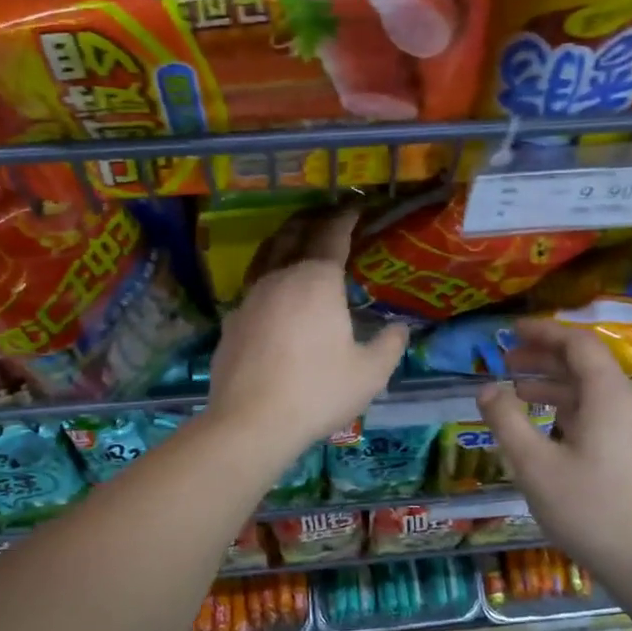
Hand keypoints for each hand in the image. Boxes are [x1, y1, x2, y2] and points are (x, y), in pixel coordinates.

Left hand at [206, 210, 408, 458]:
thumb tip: (399, 328)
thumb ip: (389, 345)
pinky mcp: (232, 321)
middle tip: (328, 217)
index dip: (346, 218)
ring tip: (298, 240)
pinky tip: (274, 291)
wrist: (250, 423)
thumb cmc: (317, 392)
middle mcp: (280, 278)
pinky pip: (253, 285)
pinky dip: (268, 274)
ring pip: (268, 255)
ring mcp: (250, 298)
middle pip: (294, 235)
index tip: (356, 208)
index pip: (332, 235)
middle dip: (313, 220)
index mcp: (316, 281)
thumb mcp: (370, 373)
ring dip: (285, 241)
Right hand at [478, 320, 631, 591]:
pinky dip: (570, 409)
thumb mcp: (535, 466)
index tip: (510, 331)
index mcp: (609, 396)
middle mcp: (629, 404)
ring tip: (517, 392)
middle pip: (586, 365)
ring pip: (593, 392)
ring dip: (555, 385)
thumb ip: (506, 421)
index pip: (578, 344)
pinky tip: (547, 428)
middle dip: (544, 358)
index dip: (544, 332)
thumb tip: (486, 388)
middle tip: (505, 361)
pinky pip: (601, 414)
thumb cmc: (591, 510)